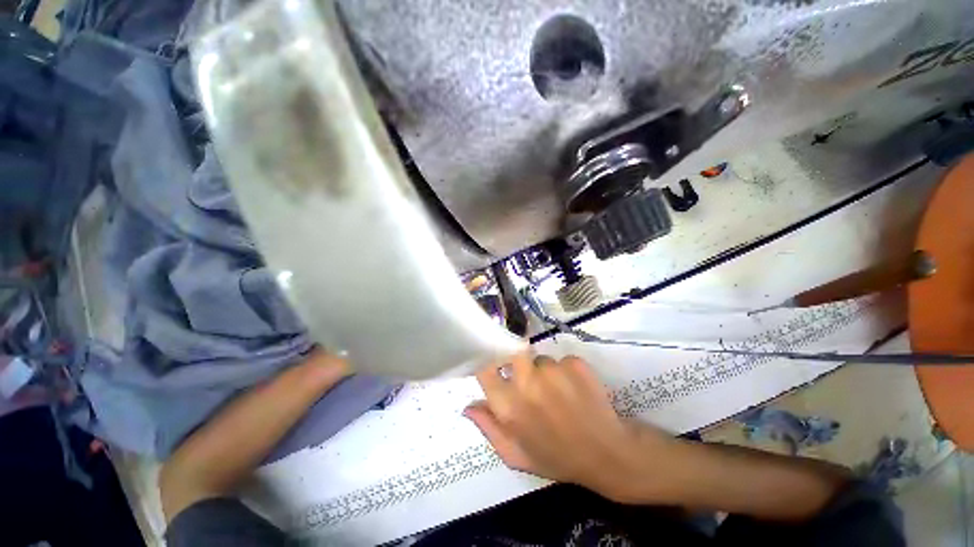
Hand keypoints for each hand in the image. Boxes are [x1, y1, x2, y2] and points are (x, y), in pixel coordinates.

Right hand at [464, 353, 675, 501]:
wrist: (607, 454)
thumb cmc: (557, 457)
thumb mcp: (516, 454)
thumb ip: (488, 428)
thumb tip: (467, 406)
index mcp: (510, 407)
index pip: (486, 367)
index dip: (487, 360)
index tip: (492, 363)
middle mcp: (528, 383)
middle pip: (513, 353)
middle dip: (517, 364)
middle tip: (529, 381)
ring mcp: (554, 371)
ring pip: (540, 359)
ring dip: (544, 372)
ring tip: (558, 394)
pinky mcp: (575, 363)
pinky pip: (561, 359)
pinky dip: (565, 371)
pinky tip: (575, 390)